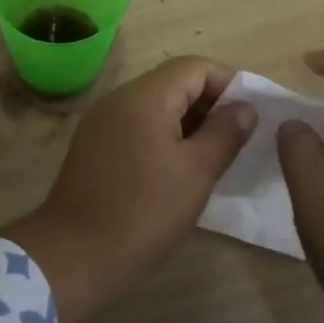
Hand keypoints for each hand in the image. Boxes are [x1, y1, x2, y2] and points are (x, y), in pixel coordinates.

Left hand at [2, 57, 255, 322]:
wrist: (73, 256)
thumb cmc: (142, 212)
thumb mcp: (196, 173)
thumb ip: (225, 133)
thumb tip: (245, 107)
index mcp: (146, 95)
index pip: (195, 66)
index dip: (228, 83)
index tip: (250, 115)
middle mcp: (121, 97)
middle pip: (174, 81)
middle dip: (209, 102)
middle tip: (236, 139)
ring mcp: (103, 120)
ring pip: (156, 104)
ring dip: (187, 120)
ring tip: (212, 155)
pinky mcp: (94, 144)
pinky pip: (137, 124)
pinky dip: (163, 134)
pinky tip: (176, 168)